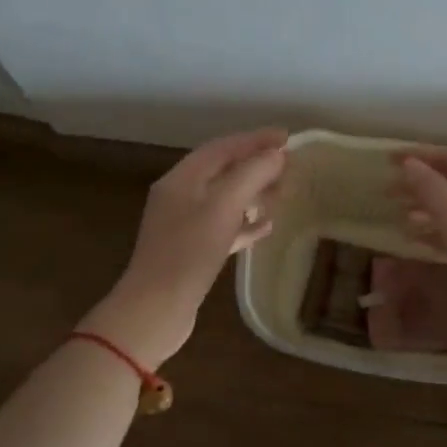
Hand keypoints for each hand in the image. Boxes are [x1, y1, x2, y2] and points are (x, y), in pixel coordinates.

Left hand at [82, 129, 287, 366]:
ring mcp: (184, 225)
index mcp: (181, 180)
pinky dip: (245, 224)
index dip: (254, 140)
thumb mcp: (223, 208)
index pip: (222, 148)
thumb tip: (277, 154)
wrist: (156, 308)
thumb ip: (251, 176)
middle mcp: (180, 197)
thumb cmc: (189, 253)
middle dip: (255, 165)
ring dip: (253, 193)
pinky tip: (267, 228)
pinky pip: (224, 228)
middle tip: (289, 167)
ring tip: (283, 193)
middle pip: (222, 171)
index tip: (287, 137)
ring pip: (225, 200)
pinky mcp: (192, 252)